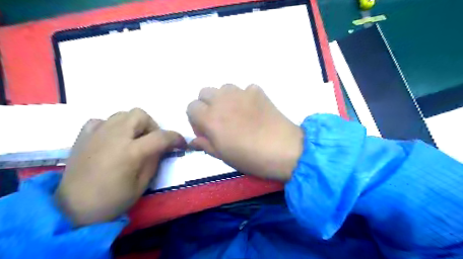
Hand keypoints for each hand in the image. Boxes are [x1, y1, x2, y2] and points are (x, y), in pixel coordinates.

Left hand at [57, 108, 186, 225]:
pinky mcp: (83, 136)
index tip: (181, 144)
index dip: (176, 138)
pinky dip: (112, 126)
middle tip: (151, 141)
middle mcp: (114, 136)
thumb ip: (155, 160)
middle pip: (140, 115)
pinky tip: (112, 139)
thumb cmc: (113, 200)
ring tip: (133, 140)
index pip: (161, 136)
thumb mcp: (143, 184)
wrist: (73, 209)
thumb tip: (164, 147)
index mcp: (131, 152)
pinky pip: (102, 120)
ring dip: (134, 124)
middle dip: (152, 126)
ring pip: (122, 113)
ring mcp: (97, 134)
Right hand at [185, 84, 301, 180]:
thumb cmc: (250, 157)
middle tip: (219, 120)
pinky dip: (244, 97)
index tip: (206, 130)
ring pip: (223, 88)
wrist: (284, 149)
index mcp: (210, 118)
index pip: (191, 107)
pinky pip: (245, 89)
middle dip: (207, 105)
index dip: (196, 119)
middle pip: (204, 92)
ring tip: (236, 113)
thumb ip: (205, 145)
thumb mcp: (223, 156)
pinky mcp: (257, 91)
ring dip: (224, 98)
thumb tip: (194, 141)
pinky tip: (252, 109)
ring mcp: (241, 93)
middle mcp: (222, 100)